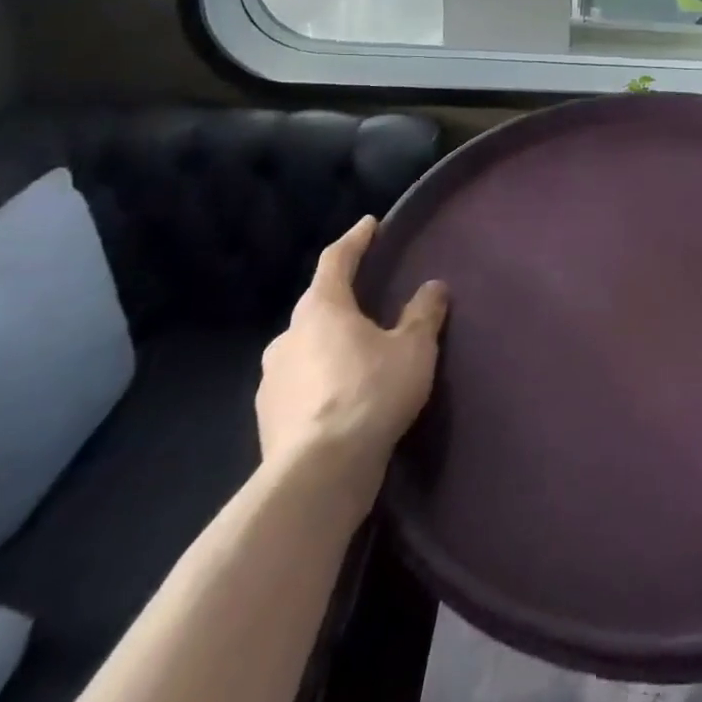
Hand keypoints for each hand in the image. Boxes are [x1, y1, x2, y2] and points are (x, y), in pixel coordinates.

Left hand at [257, 216, 448, 506]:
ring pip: (306, 347)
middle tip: (371, 299)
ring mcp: (271, 380)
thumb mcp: (414, 348)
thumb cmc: (370, 394)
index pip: (336, 260)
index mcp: (321, 309)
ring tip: (361, 354)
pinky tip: (344, 397)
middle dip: (343, 300)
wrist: (318, 475)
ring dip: (331, 344)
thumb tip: (433, 286)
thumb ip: (423, 313)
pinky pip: (300, 384)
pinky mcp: (268, 419)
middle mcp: (288, 337)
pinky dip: (322, 380)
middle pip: (317, 306)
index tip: (370, 225)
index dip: (355, 240)